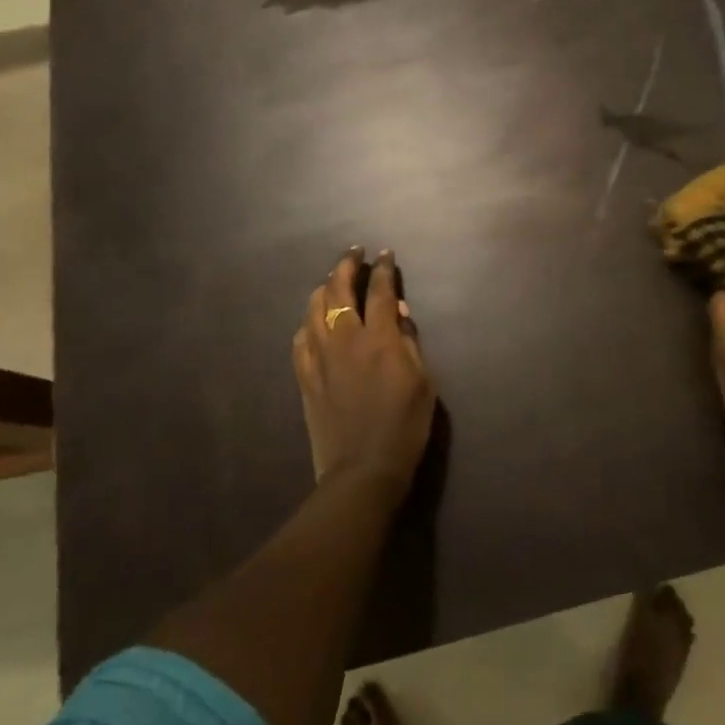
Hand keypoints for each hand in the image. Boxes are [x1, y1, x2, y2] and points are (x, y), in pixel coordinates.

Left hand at [293, 247, 435, 492]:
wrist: (362, 471)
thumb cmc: (404, 427)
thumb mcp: (423, 383)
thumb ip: (410, 342)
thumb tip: (400, 314)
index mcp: (380, 338)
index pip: (380, 290)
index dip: (383, 268)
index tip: (385, 254)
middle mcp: (346, 338)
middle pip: (339, 289)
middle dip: (347, 265)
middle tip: (354, 253)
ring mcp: (320, 356)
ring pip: (314, 307)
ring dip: (324, 287)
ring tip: (332, 281)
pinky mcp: (305, 376)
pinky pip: (301, 338)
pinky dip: (308, 321)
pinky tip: (313, 321)